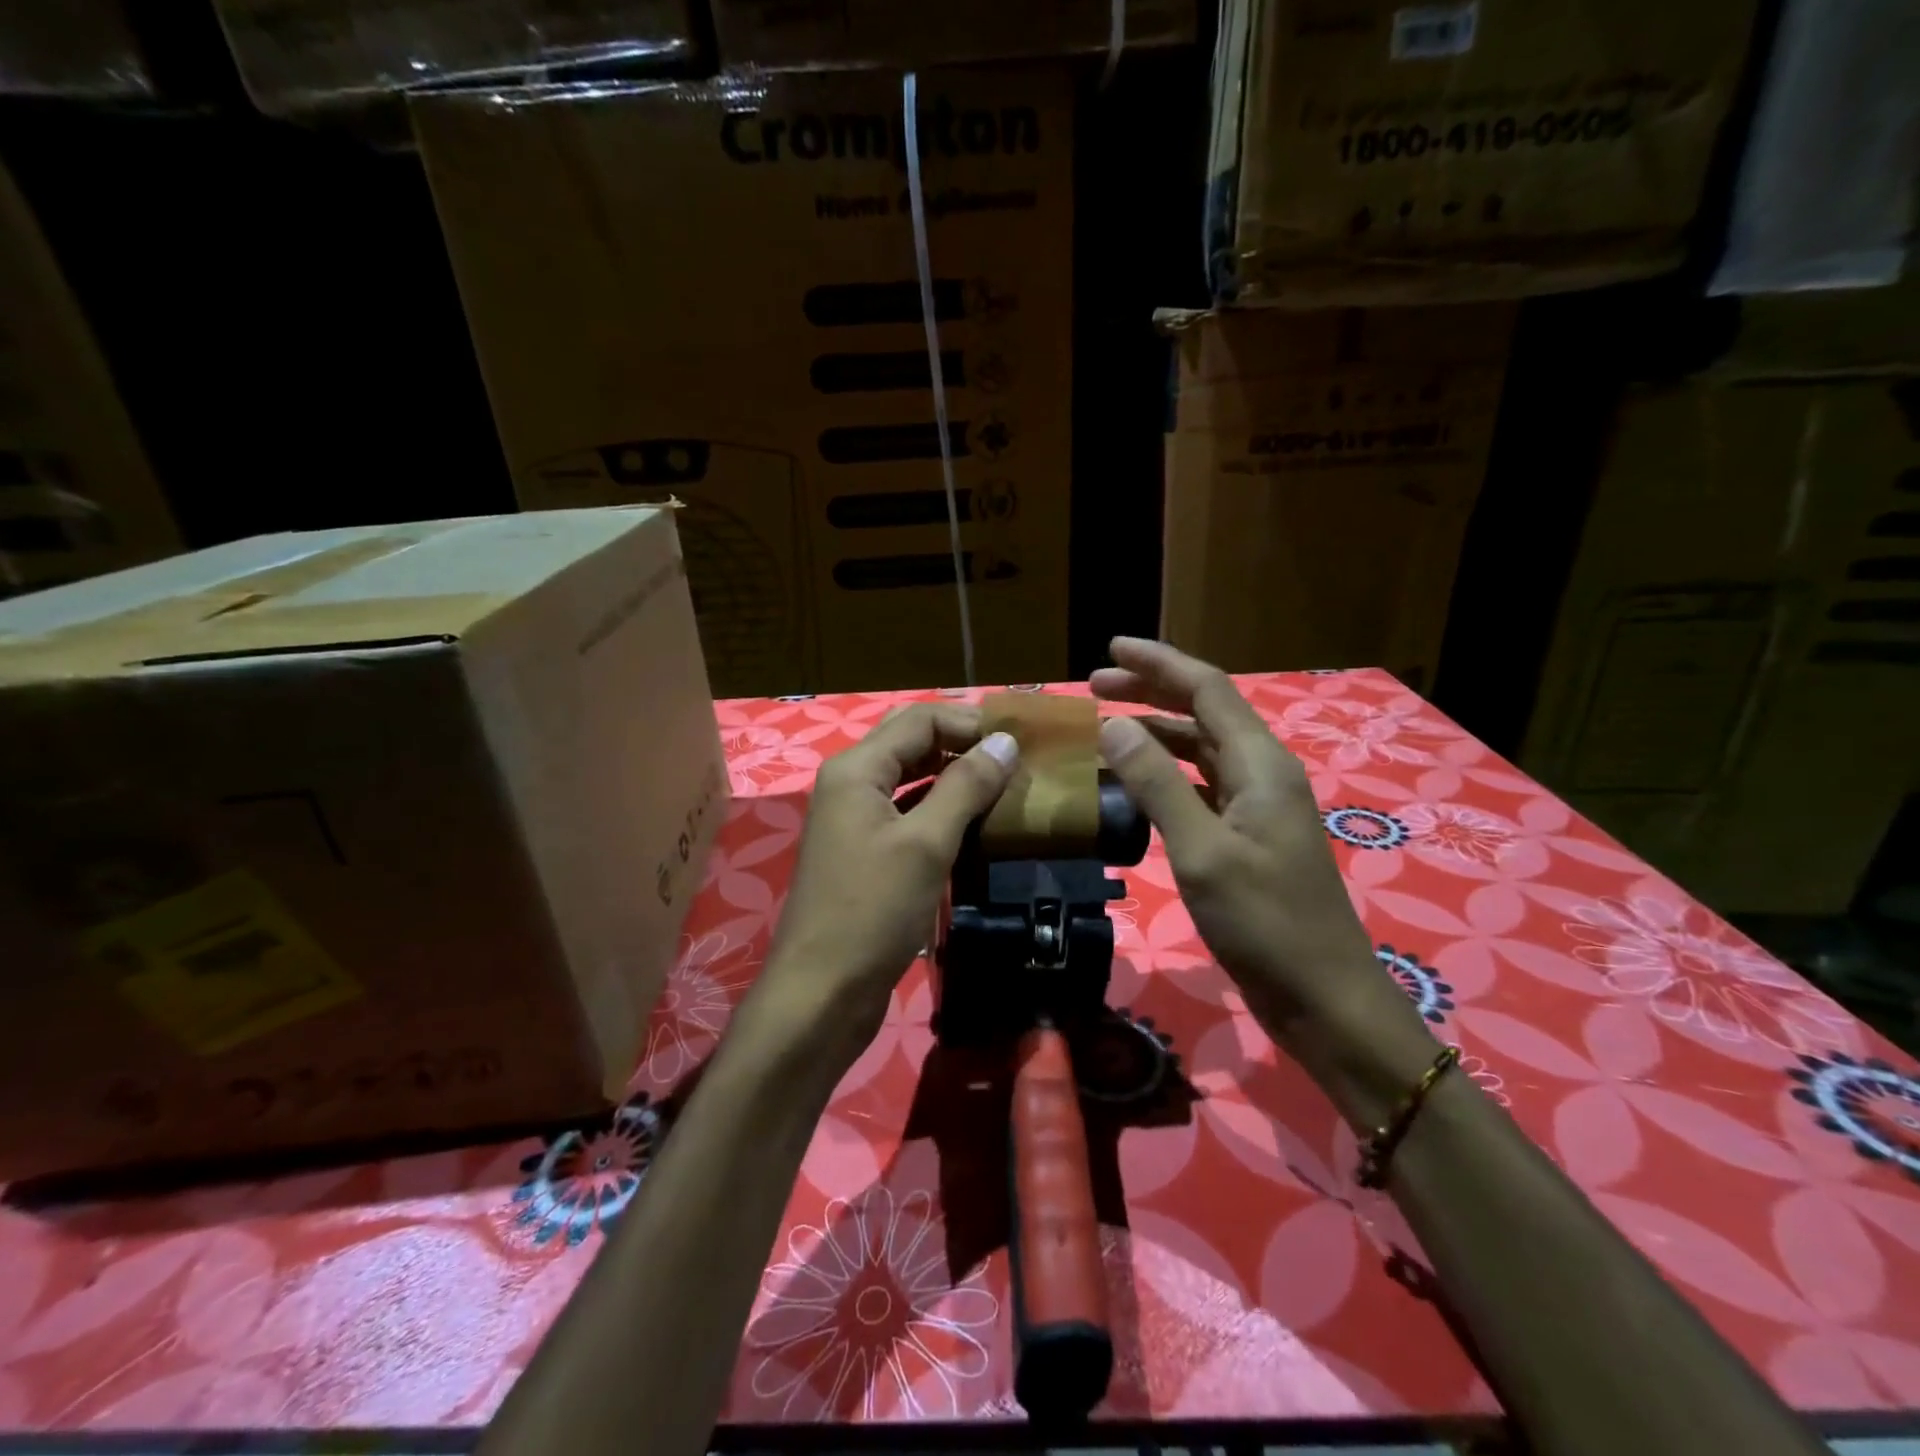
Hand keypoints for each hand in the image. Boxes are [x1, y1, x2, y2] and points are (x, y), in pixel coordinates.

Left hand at [757, 704, 1018, 1069]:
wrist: (822, 993)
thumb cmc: (873, 911)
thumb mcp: (926, 843)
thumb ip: (965, 786)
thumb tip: (1004, 741)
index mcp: (857, 769)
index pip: (920, 719)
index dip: (970, 721)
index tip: (1021, 740)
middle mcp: (852, 784)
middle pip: (913, 743)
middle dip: (964, 744)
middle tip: (1017, 759)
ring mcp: (856, 820)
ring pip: (912, 779)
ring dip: (956, 777)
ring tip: (1006, 786)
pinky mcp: (867, 853)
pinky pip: (909, 814)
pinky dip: (942, 810)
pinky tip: (977, 823)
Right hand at [1092, 639, 1437, 1120]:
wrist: (1322, 996)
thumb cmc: (1264, 922)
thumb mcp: (1201, 851)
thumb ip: (1157, 784)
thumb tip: (1114, 725)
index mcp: (1260, 764)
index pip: (1207, 689)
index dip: (1158, 664)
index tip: (1110, 649)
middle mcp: (1263, 772)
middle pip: (1204, 712)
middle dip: (1151, 692)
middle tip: (1095, 686)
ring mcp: (1258, 805)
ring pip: (1202, 749)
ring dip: (1156, 732)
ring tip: (1106, 728)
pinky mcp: (1249, 836)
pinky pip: (1202, 785)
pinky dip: (1166, 773)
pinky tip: (1136, 782)